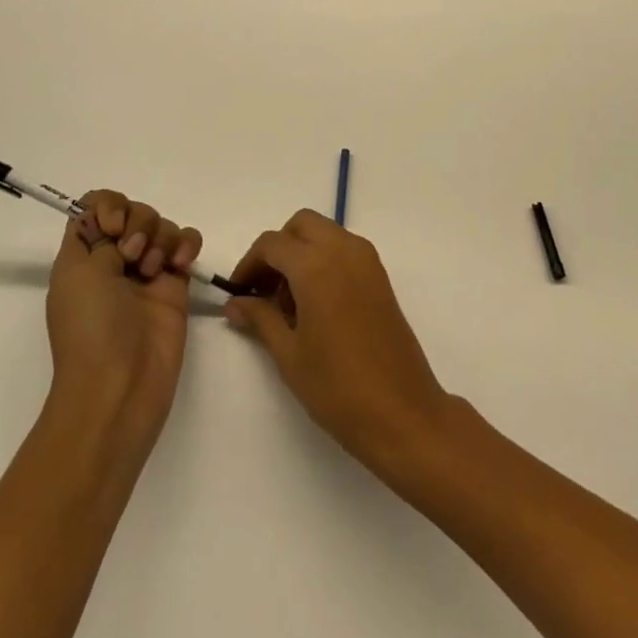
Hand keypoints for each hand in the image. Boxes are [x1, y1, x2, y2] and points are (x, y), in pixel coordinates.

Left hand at [46, 191, 204, 442]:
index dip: (107, 206)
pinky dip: (186, 244)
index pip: (94, 207)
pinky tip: (181, 265)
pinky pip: (187, 244)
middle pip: (133, 210)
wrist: (121, 385)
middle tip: (132, 255)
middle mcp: (114, 258)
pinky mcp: (176, 284)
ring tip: (154, 270)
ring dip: (161, 238)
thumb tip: (120, 232)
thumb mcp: (78, 274)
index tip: (112, 227)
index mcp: (83, 256)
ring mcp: (147, 271)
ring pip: (162, 224)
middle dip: (138, 223)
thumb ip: (99, 237)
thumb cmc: (90, 329)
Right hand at [224, 211, 451, 473]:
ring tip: (288, 302)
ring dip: (301, 252)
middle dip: (277, 248)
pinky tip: (315, 304)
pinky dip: (324, 259)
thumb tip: (235, 303)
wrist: (401, 411)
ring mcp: (367, 260)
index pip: (272, 243)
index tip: (237, 293)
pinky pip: (344, 249)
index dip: (249, 264)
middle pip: (301, 226)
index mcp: (317, 265)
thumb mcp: (289, 354)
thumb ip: (260, 318)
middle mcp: (344, 249)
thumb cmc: (337, 387)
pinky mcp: (380, 275)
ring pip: (325, 233)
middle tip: (263, 289)